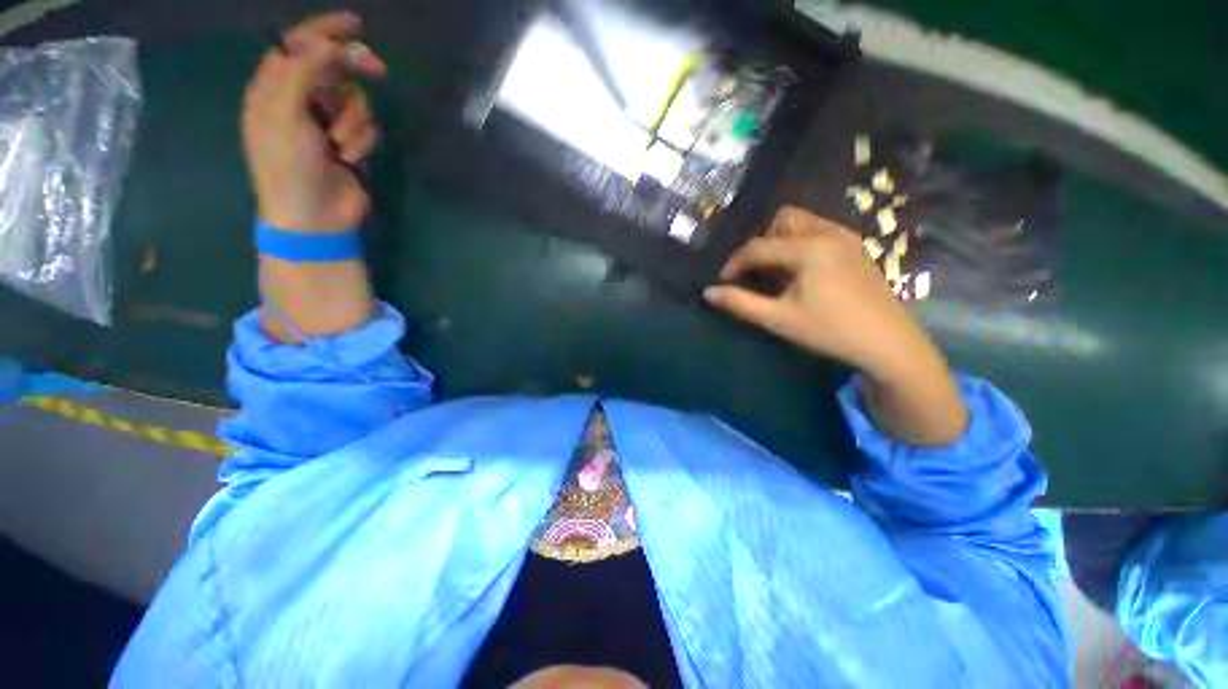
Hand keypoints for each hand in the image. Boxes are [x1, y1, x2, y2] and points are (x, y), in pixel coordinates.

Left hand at [242, 12, 386, 231]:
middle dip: (353, 69)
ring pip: (354, 100)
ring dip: (354, 120)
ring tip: (340, 144)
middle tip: (377, 69)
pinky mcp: (349, 144)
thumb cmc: (288, 166)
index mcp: (274, 88)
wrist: (313, 216)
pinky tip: (350, 158)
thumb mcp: (284, 114)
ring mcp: (326, 124)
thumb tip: (328, 45)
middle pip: (333, 68)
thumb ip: (303, 72)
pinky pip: (367, 128)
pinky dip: (362, 141)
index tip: (354, 24)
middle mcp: (300, 100)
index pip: (298, 46)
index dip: (324, 31)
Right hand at [706, 207, 966, 444]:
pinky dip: (800, 243)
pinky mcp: (856, 247)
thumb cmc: (830, 331)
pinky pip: (819, 231)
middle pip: (782, 220)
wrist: (889, 343)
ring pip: (803, 222)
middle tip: (756, 272)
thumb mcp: (779, 319)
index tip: (723, 281)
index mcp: (809, 249)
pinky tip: (801, 272)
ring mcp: (846, 237)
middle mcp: (828, 233)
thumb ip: (740, 303)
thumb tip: (708, 293)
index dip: (734, 263)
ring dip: (781, 241)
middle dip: (762, 242)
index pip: (758, 246)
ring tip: (776, 272)